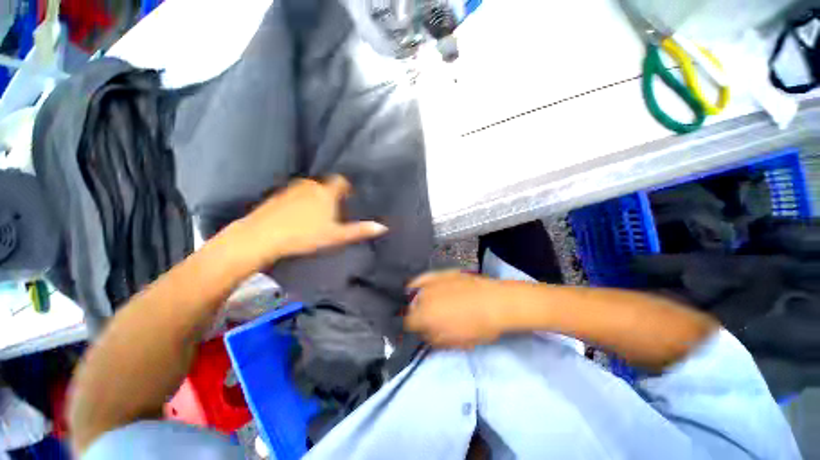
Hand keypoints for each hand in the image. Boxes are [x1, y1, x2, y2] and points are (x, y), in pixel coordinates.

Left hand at [232, 175, 387, 268]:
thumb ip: (359, 230)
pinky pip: (295, 194)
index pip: (341, 181)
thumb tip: (383, 227)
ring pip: (310, 189)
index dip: (347, 187)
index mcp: (325, 191)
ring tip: (317, 214)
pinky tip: (298, 216)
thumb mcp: (336, 235)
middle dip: (332, 194)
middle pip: (325, 185)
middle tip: (335, 210)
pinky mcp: (277, 196)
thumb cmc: (304, 235)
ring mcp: (291, 189)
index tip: (349, 198)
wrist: (261, 237)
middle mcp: (309, 185)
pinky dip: (301, 201)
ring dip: (316, 197)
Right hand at [405, 271, 512, 348]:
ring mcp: (432, 282)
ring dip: (417, 298)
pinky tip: (419, 285)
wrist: (496, 302)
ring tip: (428, 302)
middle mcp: (424, 297)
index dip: (415, 328)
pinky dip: (419, 282)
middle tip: (430, 318)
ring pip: (414, 291)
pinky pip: (423, 277)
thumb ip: (435, 339)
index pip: (409, 323)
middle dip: (418, 313)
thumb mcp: (456, 341)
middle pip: (411, 306)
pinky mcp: (441, 273)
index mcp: (426, 317)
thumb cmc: (478, 326)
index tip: (423, 329)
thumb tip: (426, 333)